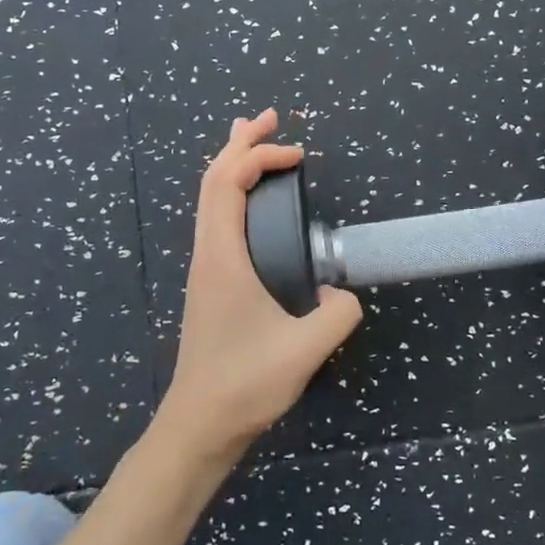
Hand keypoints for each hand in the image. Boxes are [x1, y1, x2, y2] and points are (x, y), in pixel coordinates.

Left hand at [157, 109, 363, 464]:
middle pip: (213, 180)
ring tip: (254, 140)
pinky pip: (216, 219)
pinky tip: (249, 202)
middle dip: (240, 143)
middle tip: (269, 118)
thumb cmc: (244, 384)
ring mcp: (205, 268)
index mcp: (222, 257)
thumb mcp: (302, 351)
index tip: (299, 156)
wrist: (198, 426)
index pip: (228, 183)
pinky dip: (232, 192)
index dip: (260, 157)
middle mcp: (207, 253)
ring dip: (232, 164)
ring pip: (210, 199)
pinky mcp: (210, 283)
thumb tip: (346, 296)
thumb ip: (336, 317)